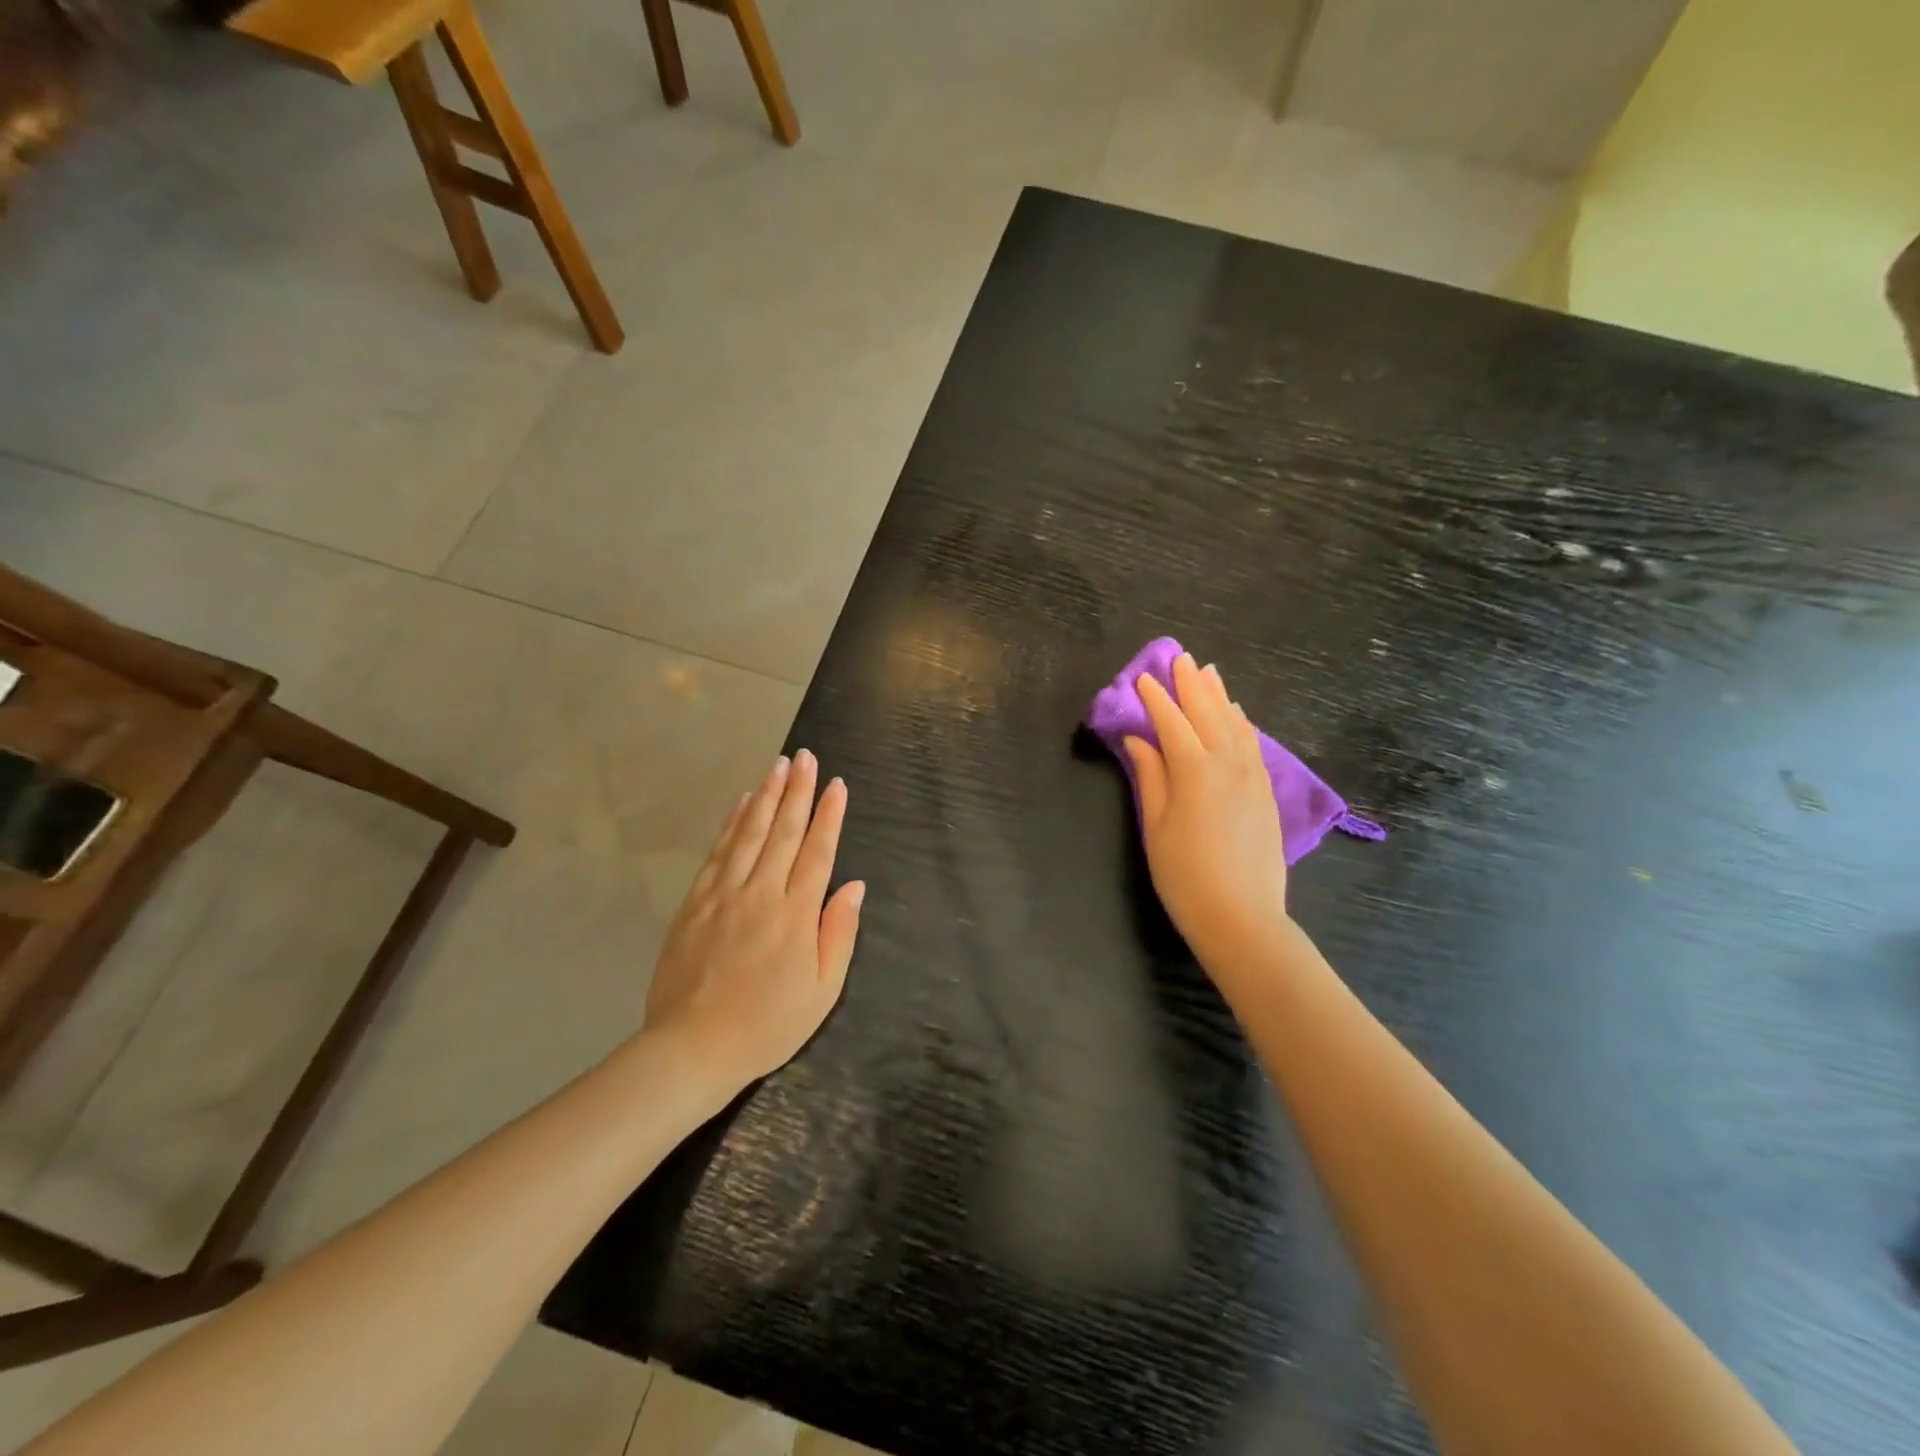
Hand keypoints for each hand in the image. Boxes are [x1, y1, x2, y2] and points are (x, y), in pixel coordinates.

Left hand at [643, 751, 863, 1086]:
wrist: (693, 1048)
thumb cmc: (768, 1025)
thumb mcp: (823, 991)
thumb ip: (839, 933)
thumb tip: (855, 886)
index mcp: (796, 914)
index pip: (818, 852)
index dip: (829, 816)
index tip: (836, 785)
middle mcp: (761, 893)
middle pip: (784, 832)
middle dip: (798, 791)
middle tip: (806, 757)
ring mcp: (724, 894)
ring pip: (750, 833)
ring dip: (767, 796)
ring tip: (779, 765)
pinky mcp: (695, 903)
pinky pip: (718, 853)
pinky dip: (732, 824)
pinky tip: (742, 803)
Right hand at [1123, 653, 1289, 965]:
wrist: (1242, 917)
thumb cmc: (1184, 875)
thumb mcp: (1155, 826)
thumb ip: (1150, 777)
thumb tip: (1138, 740)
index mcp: (1194, 771)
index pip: (1172, 723)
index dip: (1155, 699)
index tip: (1142, 678)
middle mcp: (1228, 764)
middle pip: (1208, 714)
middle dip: (1191, 685)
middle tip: (1180, 658)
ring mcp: (1252, 776)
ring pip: (1235, 724)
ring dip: (1219, 696)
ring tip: (1208, 673)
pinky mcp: (1266, 792)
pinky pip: (1253, 745)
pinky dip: (1242, 723)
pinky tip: (1237, 714)